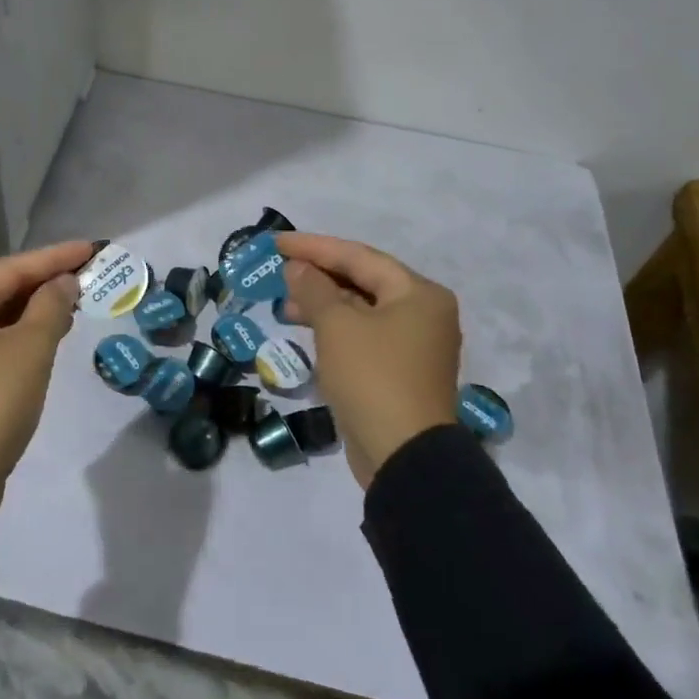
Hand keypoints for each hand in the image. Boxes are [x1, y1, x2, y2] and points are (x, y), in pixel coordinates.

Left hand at [0, 240, 92, 534]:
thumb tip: (64, 282)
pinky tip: (46, 339)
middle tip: (86, 275)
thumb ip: (51, 307)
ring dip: (32, 313)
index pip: (8, 269)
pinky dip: (16, 338)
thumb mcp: (29, 350)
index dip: (53, 258)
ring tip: (74, 303)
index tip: (91, 249)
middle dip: (43, 285)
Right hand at [276, 233, 461, 488]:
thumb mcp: (337, 326)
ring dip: (322, 304)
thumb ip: (313, 289)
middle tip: (278, 272)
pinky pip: (362, 337)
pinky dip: (334, 330)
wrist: (403, 456)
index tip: (276, 242)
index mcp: (418, 293)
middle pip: (363, 281)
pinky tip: (306, 330)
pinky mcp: (399, 373)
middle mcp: (423, 313)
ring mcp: (414, 346)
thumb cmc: (372, 377)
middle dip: (318, 276)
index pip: (359, 256)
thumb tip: (297, 268)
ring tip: (283, 305)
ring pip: (361, 311)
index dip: (314, 247)